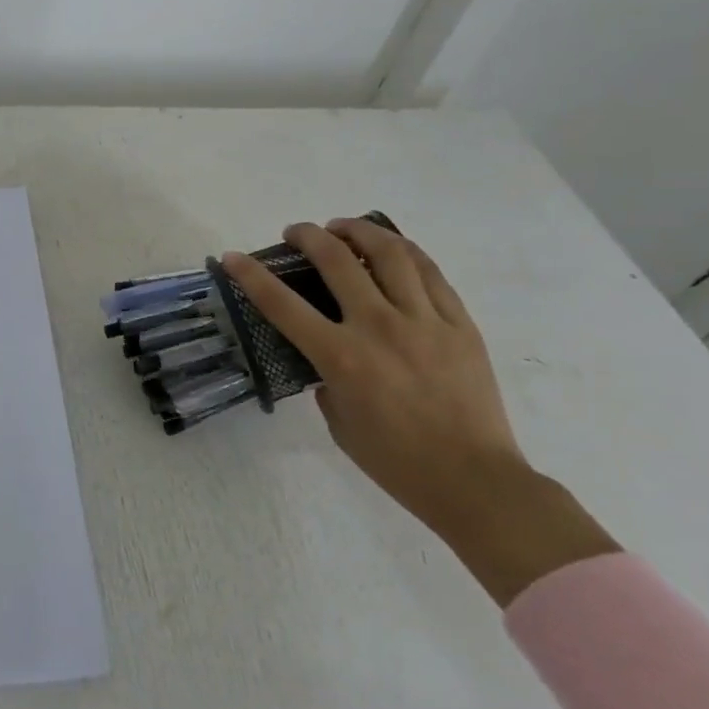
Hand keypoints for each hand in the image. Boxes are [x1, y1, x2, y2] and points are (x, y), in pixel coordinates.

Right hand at [224, 221, 616, 605]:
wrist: (474, 481)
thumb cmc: (396, 461)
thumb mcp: (339, 421)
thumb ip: (327, 379)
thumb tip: (329, 356)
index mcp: (341, 357)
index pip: (282, 304)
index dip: (251, 275)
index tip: (233, 256)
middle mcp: (379, 328)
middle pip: (337, 260)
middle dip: (308, 237)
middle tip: (297, 234)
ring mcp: (424, 321)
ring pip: (389, 253)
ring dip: (359, 231)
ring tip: (343, 227)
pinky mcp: (459, 323)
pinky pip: (431, 272)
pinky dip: (405, 251)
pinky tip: (392, 248)